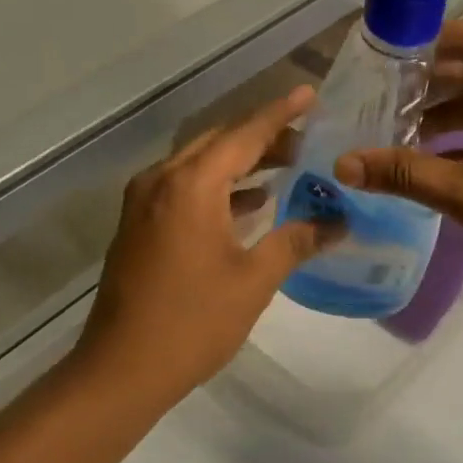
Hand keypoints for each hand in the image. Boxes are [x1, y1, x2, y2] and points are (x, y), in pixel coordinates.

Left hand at [75, 86, 339, 405]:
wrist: (124, 368)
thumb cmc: (194, 321)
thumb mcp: (254, 280)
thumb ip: (296, 241)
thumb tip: (338, 222)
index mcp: (191, 186)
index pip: (244, 135)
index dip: (280, 114)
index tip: (308, 94)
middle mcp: (162, 182)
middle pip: (218, 143)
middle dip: (262, 138)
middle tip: (306, 140)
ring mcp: (144, 204)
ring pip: (199, 166)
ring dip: (240, 163)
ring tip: (285, 167)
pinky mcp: (138, 227)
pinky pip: (184, 190)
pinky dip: (218, 188)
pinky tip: (248, 204)